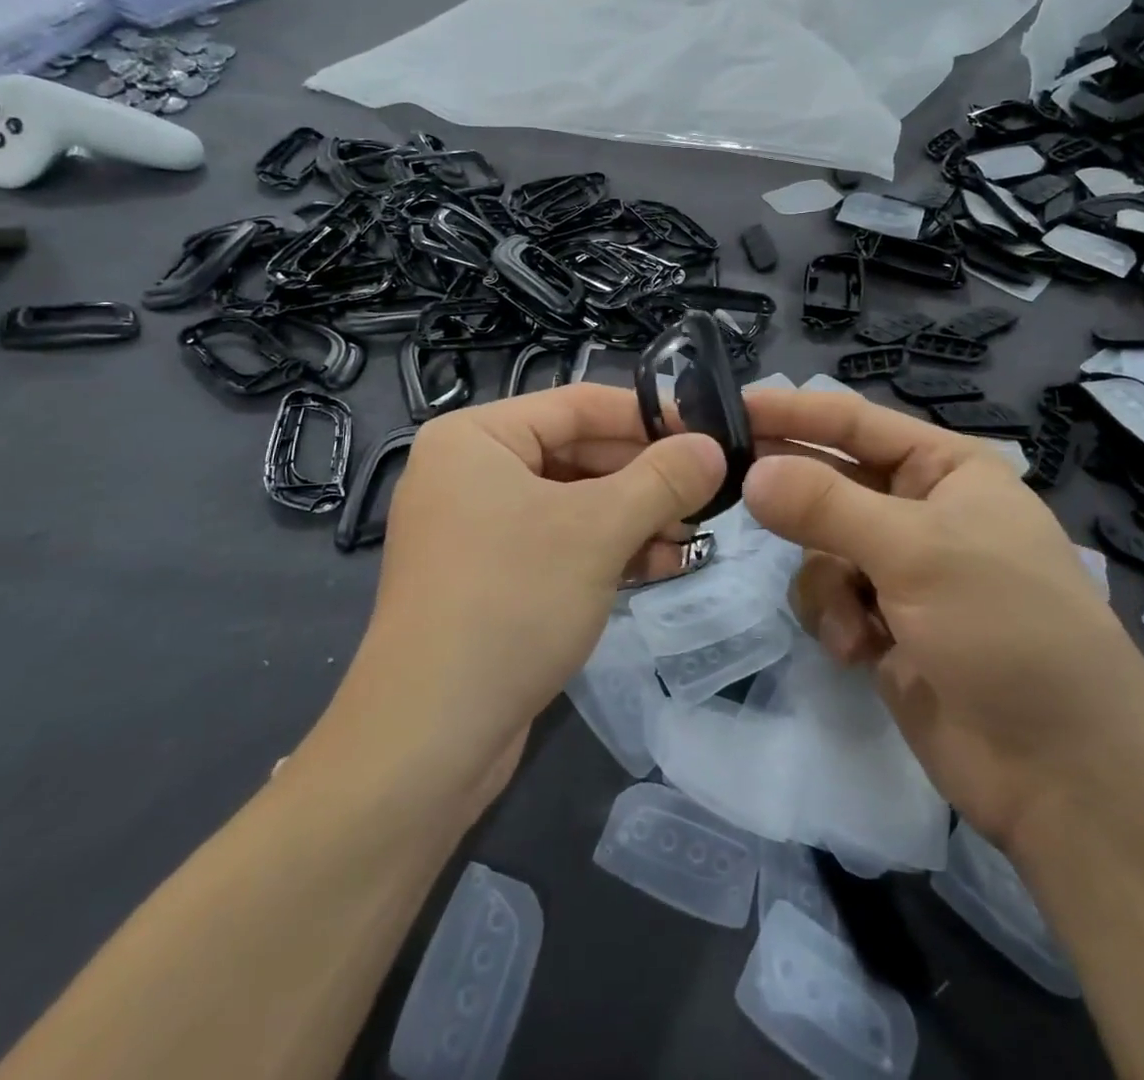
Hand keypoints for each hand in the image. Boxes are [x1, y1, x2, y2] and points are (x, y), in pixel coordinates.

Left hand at [332, 384, 724, 800]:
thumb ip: (662, 480)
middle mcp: (469, 472)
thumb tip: (713, 447)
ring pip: (572, 503)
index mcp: (476, 437)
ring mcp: (475, 529)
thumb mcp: (598, 531)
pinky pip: (557, 544)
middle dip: (644, 478)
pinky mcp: (488, 579)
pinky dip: (606, 550)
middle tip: (707, 493)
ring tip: (693, 536)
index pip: (578, 405)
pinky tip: (661, 565)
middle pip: (577, 453)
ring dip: (634, 517)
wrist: (430, 738)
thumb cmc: (511, 602)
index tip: (708, 433)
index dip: (648, 416)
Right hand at [741, 389, 1143, 851]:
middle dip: (792, 493)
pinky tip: (863, 652)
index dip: (792, 411)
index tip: (728, 406)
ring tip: (855, 618)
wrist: (1061, 772)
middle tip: (725, 480)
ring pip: (821, 545)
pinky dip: (838, 620)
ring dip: (826, 581)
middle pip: (832, 481)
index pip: (855, 422)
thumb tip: (751, 474)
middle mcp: (922, 510)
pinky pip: (830, 597)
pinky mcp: (886, 624)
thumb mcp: (916, 552)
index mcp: (947, 469)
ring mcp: (902, 570)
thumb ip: (825, 506)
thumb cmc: (1005, 629)